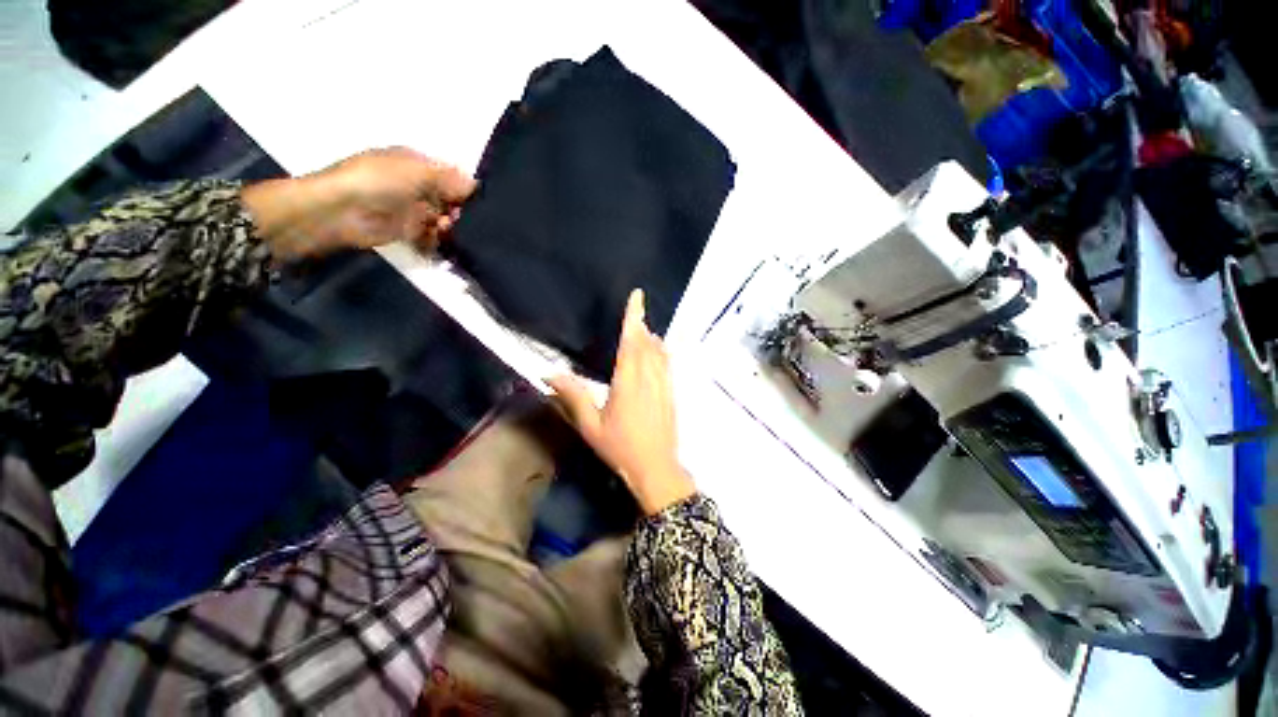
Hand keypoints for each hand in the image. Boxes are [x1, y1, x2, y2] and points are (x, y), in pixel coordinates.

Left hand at [241, 147, 475, 259]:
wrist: (341, 211)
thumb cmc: (379, 181)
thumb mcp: (418, 171)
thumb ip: (450, 179)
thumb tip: (476, 185)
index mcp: (416, 164)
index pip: (450, 175)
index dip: (464, 187)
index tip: (476, 201)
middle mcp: (416, 185)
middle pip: (449, 199)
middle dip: (459, 209)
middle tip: (457, 216)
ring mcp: (411, 209)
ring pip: (443, 219)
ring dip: (449, 225)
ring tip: (444, 228)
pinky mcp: (407, 231)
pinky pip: (432, 237)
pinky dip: (438, 240)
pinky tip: (437, 239)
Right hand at [549, 289, 695, 515]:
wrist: (656, 468)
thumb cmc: (620, 447)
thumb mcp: (591, 425)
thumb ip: (573, 396)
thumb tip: (550, 373)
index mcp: (628, 381)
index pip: (631, 341)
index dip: (634, 316)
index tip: (638, 295)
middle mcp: (649, 377)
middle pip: (646, 342)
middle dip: (640, 325)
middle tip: (634, 313)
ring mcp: (664, 384)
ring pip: (660, 352)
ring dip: (651, 337)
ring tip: (643, 330)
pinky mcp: (671, 393)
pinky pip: (667, 364)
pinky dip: (661, 352)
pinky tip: (657, 353)